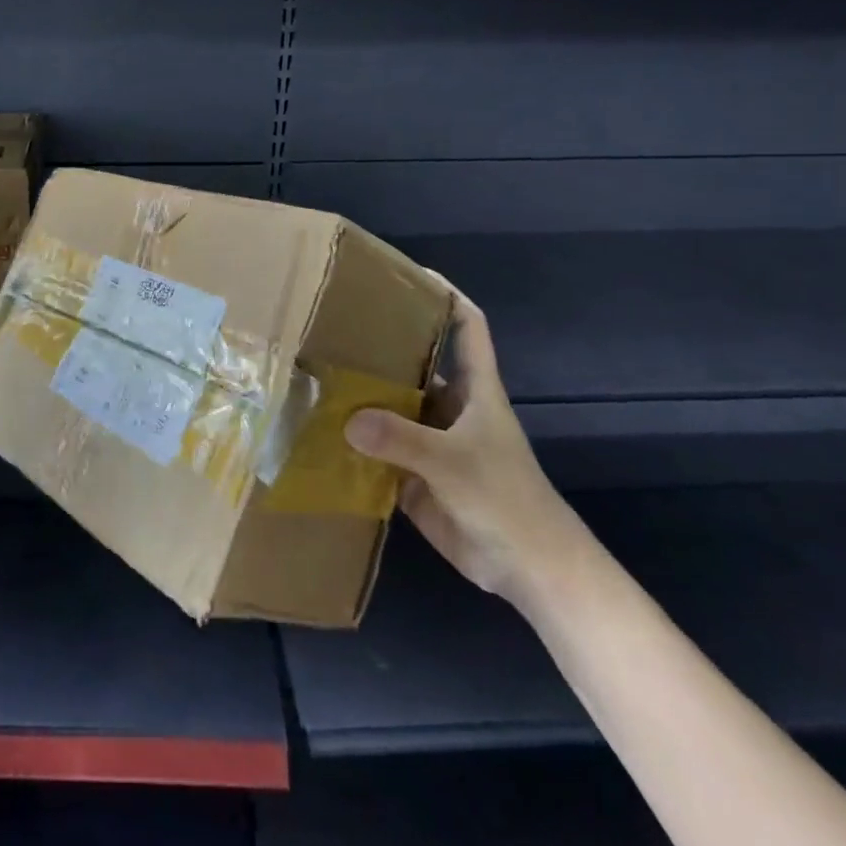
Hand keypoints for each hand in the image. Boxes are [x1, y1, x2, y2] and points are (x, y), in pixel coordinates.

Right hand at [343, 280, 588, 606]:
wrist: (529, 571)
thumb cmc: (506, 501)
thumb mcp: (454, 463)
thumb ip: (402, 440)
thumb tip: (346, 419)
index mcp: (474, 391)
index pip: (467, 328)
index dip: (446, 296)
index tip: (410, 274)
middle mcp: (449, 408)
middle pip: (416, 363)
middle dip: (382, 346)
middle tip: (335, 326)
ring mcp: (431, 442)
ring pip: (393, 406)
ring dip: (363, 396)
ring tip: (317, 373)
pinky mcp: (415, 475)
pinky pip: (380, 449)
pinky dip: (355, 442)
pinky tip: (320, 432)